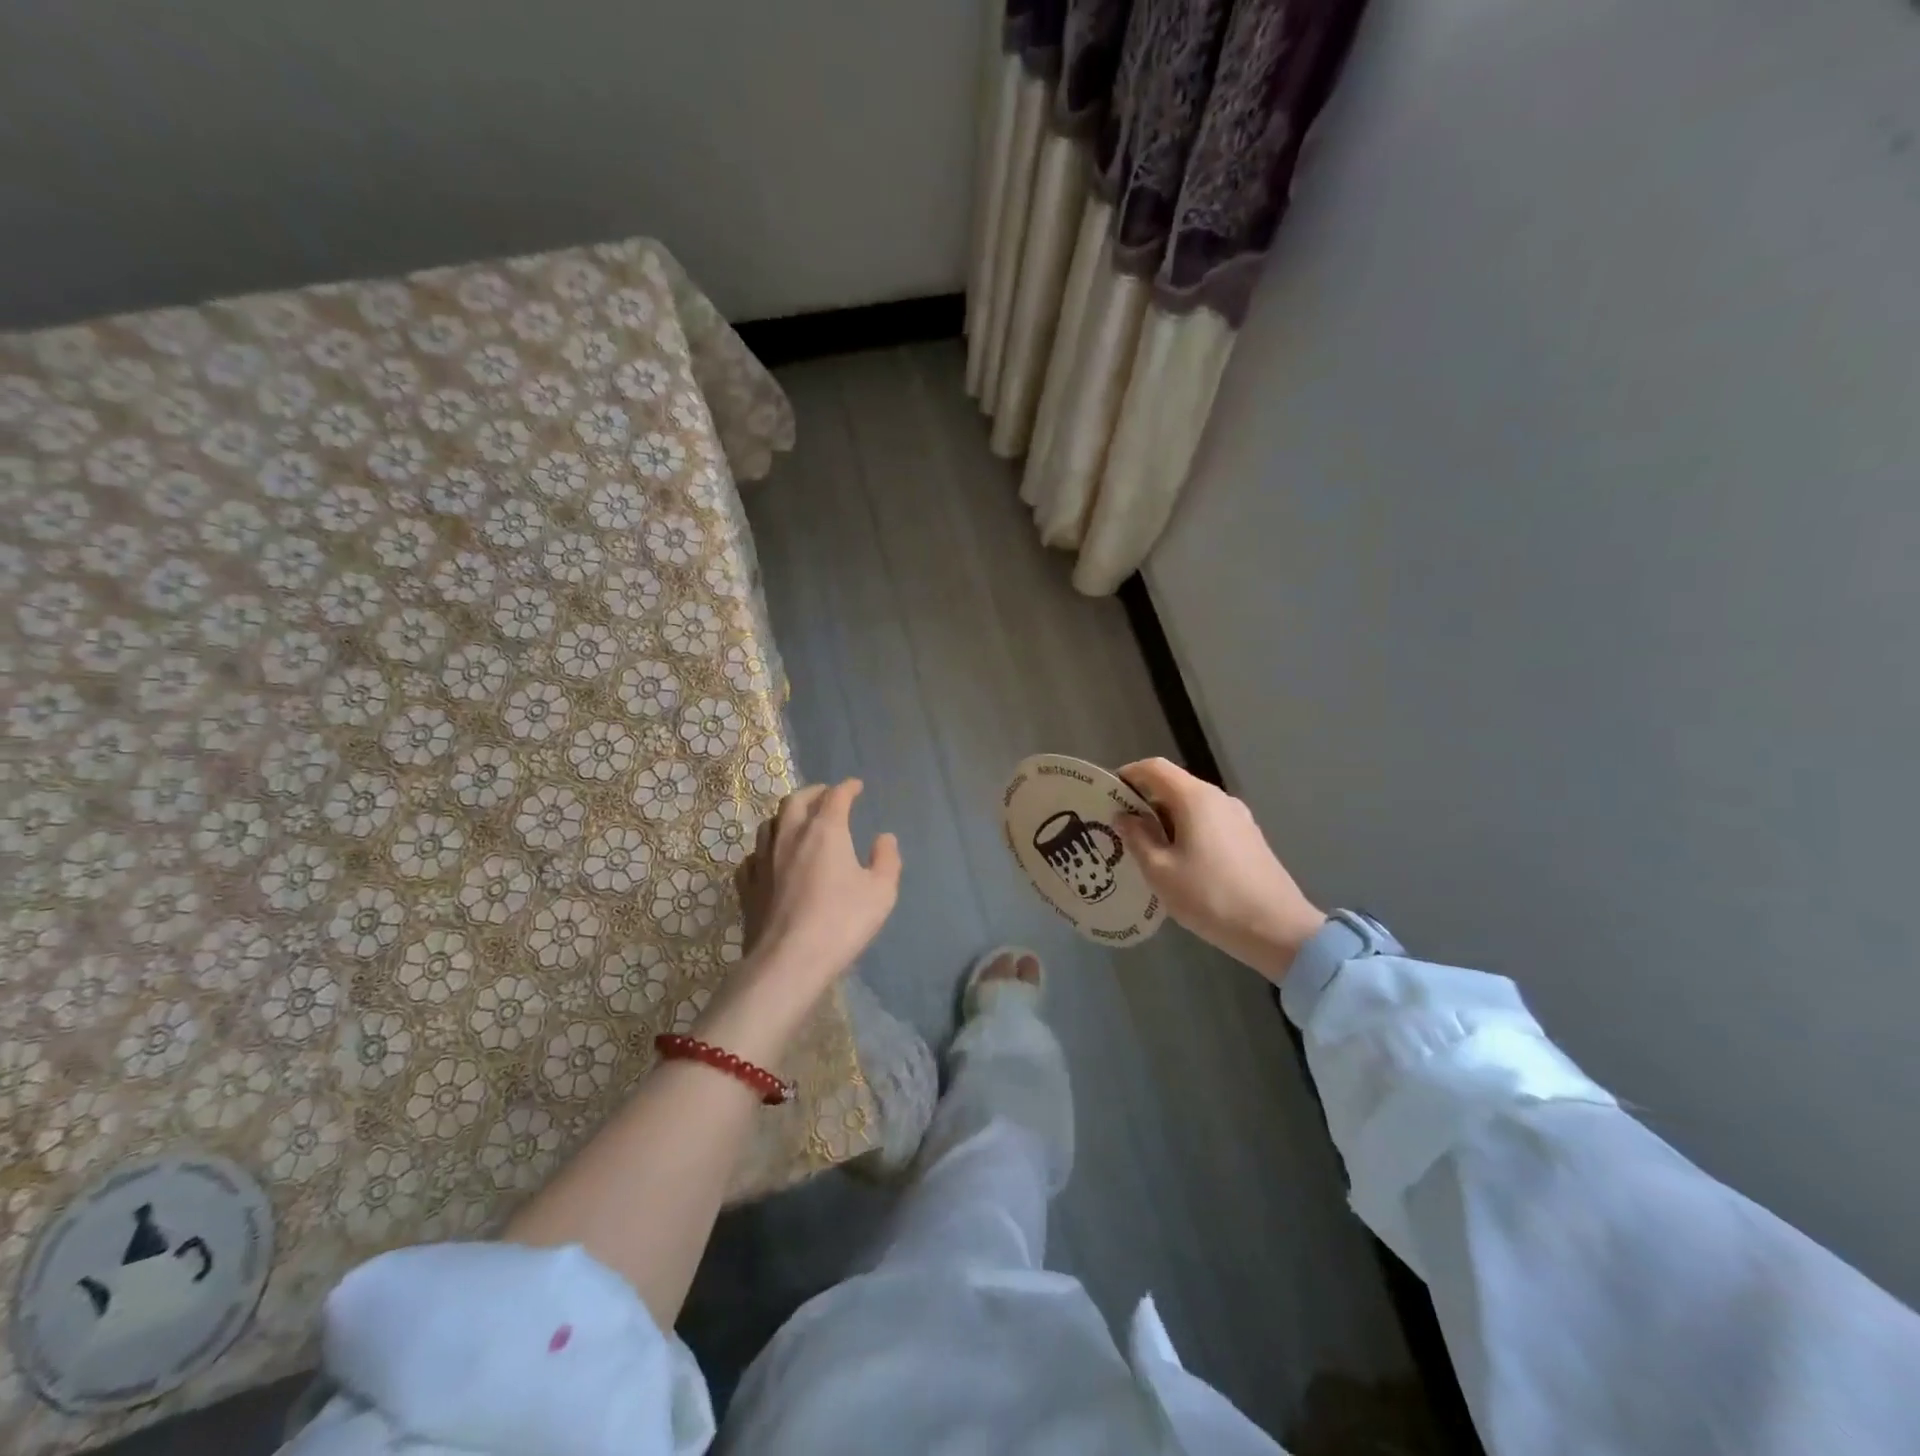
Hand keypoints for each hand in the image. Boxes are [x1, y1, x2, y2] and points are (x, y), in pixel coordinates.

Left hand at [732, 780, 900, 990]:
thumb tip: (884, 837)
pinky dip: (765, 849)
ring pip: (770, 824)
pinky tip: (770, 859)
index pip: (835, 796)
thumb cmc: (841, 922)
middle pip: (795, 801)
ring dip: (786, 816)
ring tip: (797, 822)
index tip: (856, 786)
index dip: (847, 788)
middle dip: (813, 793)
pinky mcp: (748, 885)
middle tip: (825, 795)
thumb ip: (886, 860)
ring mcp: (763, 860)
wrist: (789, 960)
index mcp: (825, 831)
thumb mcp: (881, 892)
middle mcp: (790, 836)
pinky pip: (753, 856)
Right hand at [1113, 758, 1324, 984]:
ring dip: (1165, 819)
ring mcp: (1238, 817)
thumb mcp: (1161, 871)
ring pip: (1191, 806)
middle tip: (1120, 828)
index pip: (1154, 768)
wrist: (1278, 929)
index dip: (1128, 774)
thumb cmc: (1210, 896)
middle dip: (1144, 801)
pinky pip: (1208, 822)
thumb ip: (1138, 838)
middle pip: (1173, 785)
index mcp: (1195, 798)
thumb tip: (1124, 817)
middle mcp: (1218, 798)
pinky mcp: (1248, 837)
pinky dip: (1186, 830)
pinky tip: (1178, 862)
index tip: (1107, 794)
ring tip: (1145, 848)